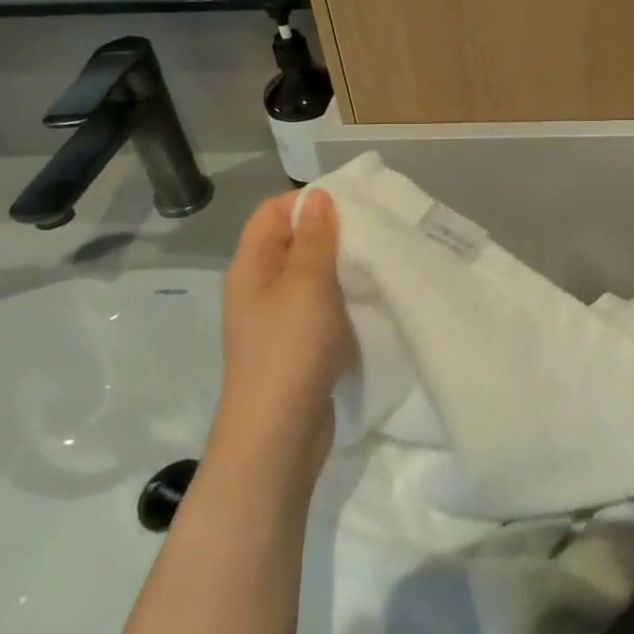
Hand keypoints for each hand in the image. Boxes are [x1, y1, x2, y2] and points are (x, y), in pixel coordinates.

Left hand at [214, 190, 353, 465]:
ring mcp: (278, 320)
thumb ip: (315, 238)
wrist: (278, 435)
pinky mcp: (298, 347)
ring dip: (343, 268)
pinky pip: (322, 308)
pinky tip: (372, 300)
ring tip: (380, 261)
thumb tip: (317, 198)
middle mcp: (260, 288)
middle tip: (376, 230)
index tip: (352, 205)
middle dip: (333, 233)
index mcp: (252, 266)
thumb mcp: (307, 283)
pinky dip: (344, 299)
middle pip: (294, 243)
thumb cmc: (290, 349)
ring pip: (312, 277)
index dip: (307, 202)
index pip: (272, 213)